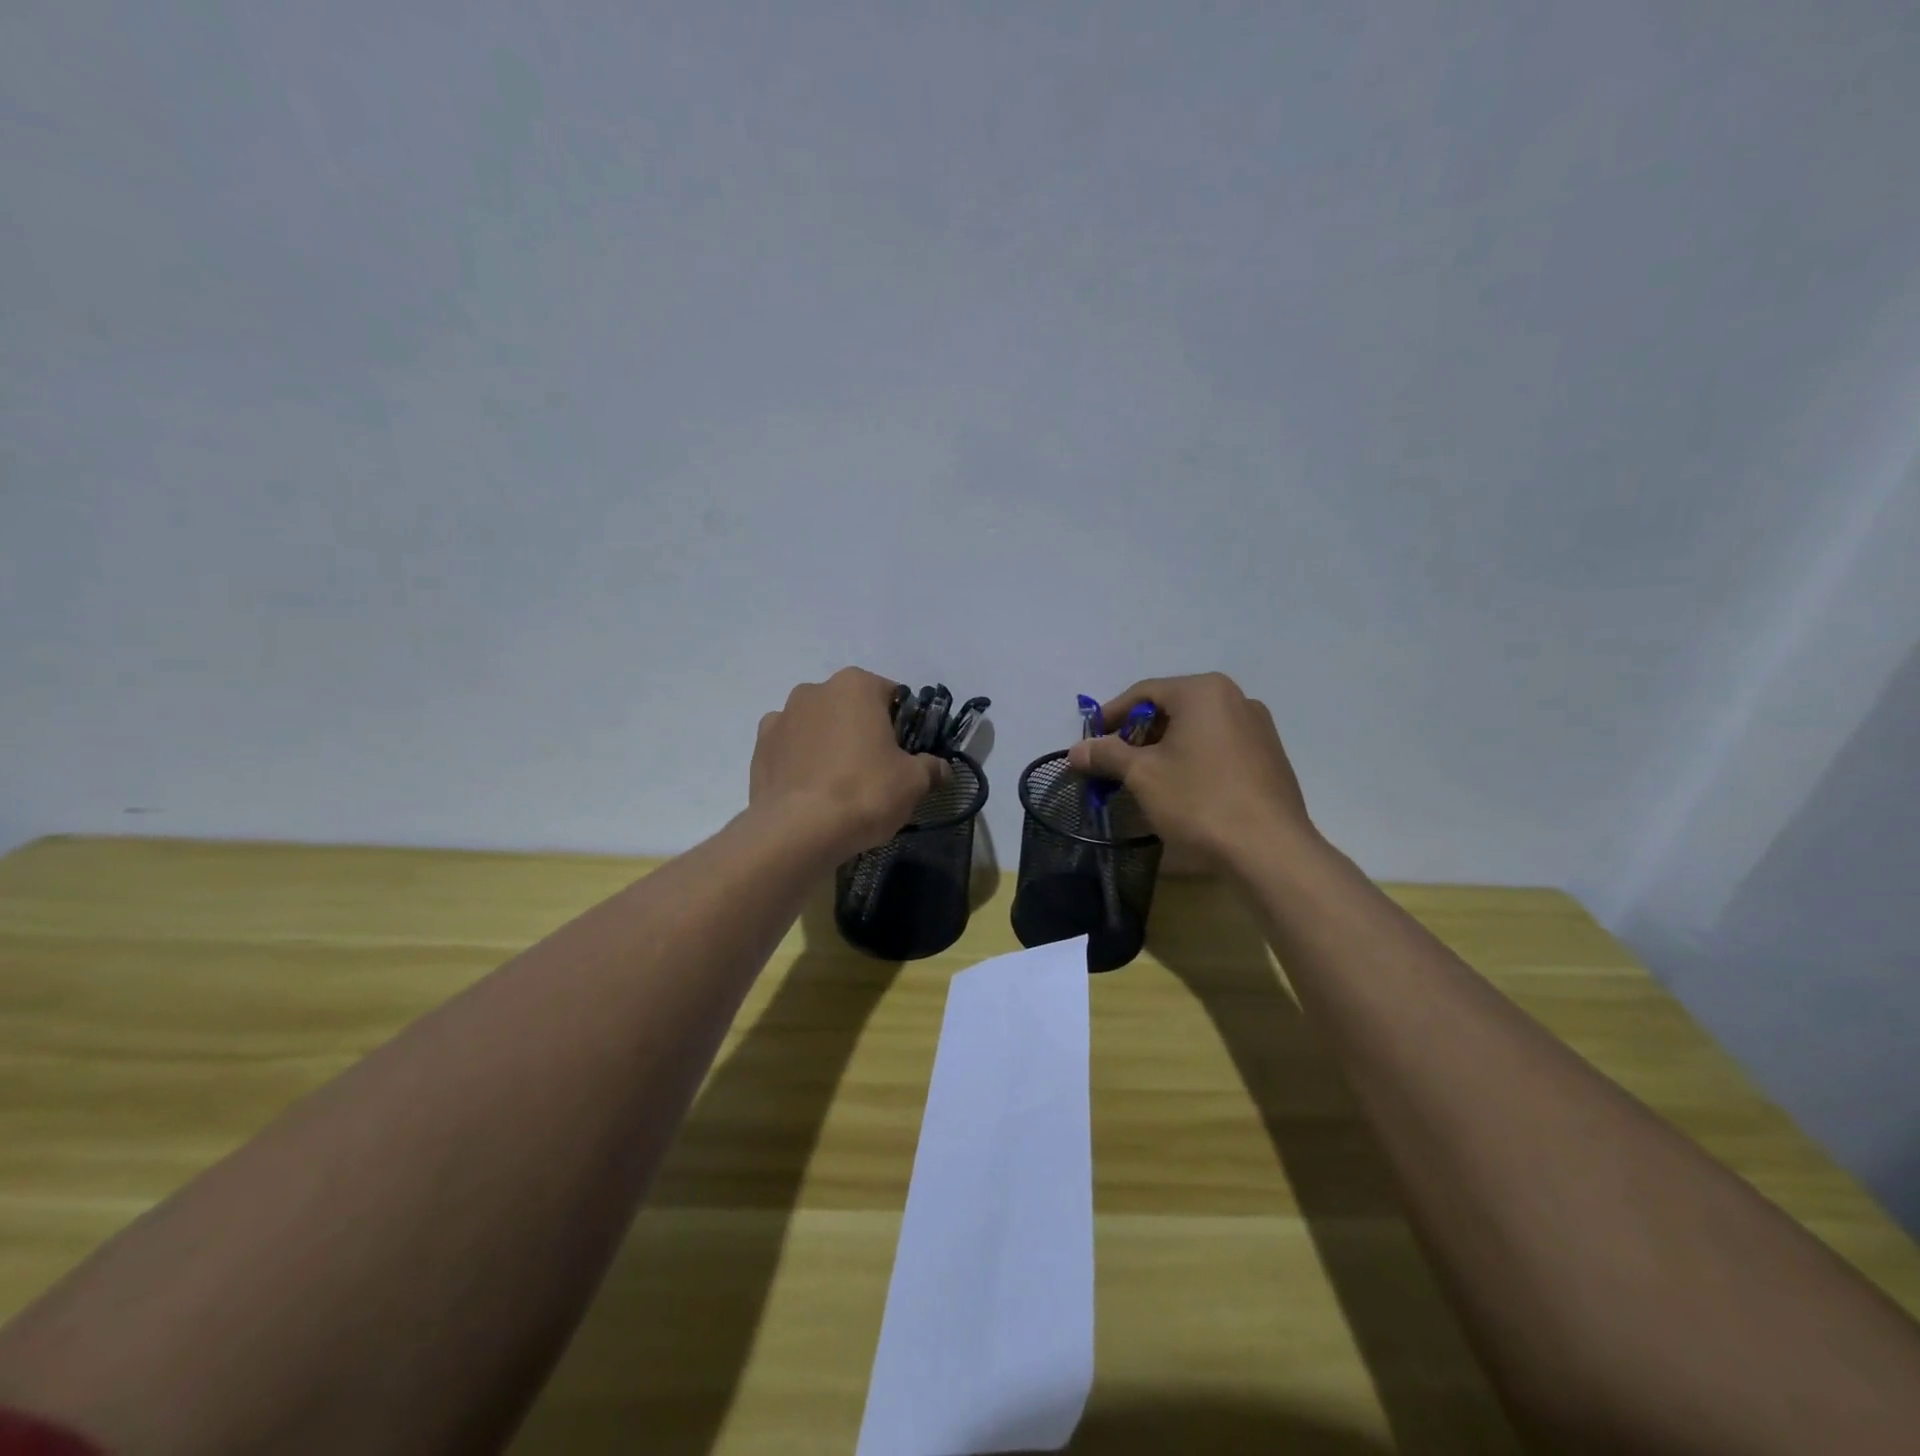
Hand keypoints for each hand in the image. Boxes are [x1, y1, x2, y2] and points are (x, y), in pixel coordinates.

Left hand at [750, 668, 949, 859]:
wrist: (798, 831)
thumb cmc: (864, 792)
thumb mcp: (913, 782)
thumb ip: (931, 768)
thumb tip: (941, 768)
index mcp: (855, 685)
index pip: (891, 695)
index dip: (902, 724)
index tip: (906, 752)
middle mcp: (814, 690)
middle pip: (850, 708)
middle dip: (863, 731)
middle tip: (876, 770)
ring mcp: (781, 717)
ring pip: (817, 726)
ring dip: (829, 744)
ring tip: (840, 784)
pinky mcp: (758, 748)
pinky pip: (790, 748)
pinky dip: (801, 761)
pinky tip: (811, 790)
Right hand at [1066, 673, 1313, 867]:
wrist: (1270, 849)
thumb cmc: (1200, 800)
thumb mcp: (1142, 775)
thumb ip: (1106, 754)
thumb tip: (1075, 750)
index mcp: (1203, 691)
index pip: (1143, 693)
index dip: (1110, 717)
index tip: (1090, 743)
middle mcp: (1235, 698)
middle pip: (1172, 708)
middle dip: (1138, 735)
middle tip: (1115, 764)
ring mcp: (1258, 727)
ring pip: (1196, 728)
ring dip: (1165, 748)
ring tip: (1145, 778)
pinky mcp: (1269, 756)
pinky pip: (1219, 746)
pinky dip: (1193, 758)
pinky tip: (1183, 788)